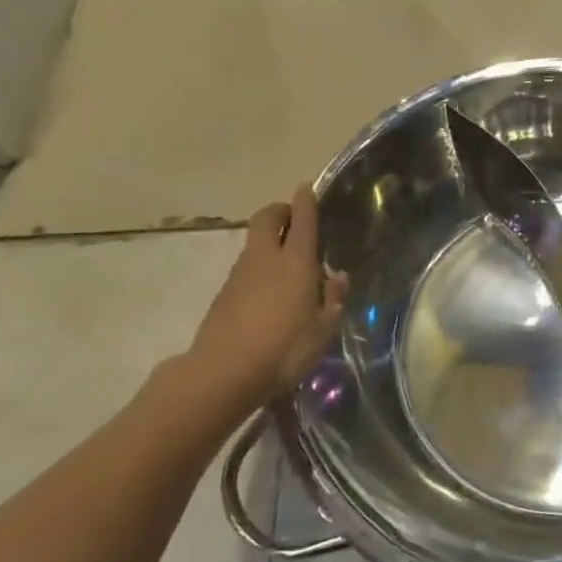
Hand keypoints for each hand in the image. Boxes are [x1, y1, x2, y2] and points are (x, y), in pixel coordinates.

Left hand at [184, 187, 348, 410]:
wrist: (223, 373)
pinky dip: (259, 268)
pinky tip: (270, 294)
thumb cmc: (285, 349)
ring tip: (288, 265)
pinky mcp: (223, 294)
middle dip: (280, 212)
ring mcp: (239, 275)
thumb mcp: (323, 329)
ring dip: (269, 242)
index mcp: (296, 263)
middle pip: (267, 218)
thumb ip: (333, 299)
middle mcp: (265, 259)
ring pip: (255, 244)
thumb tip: (338, 276)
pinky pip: (246, 268)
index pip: (302, 220)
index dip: (305, 201)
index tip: (308, 188)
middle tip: (295, 220)